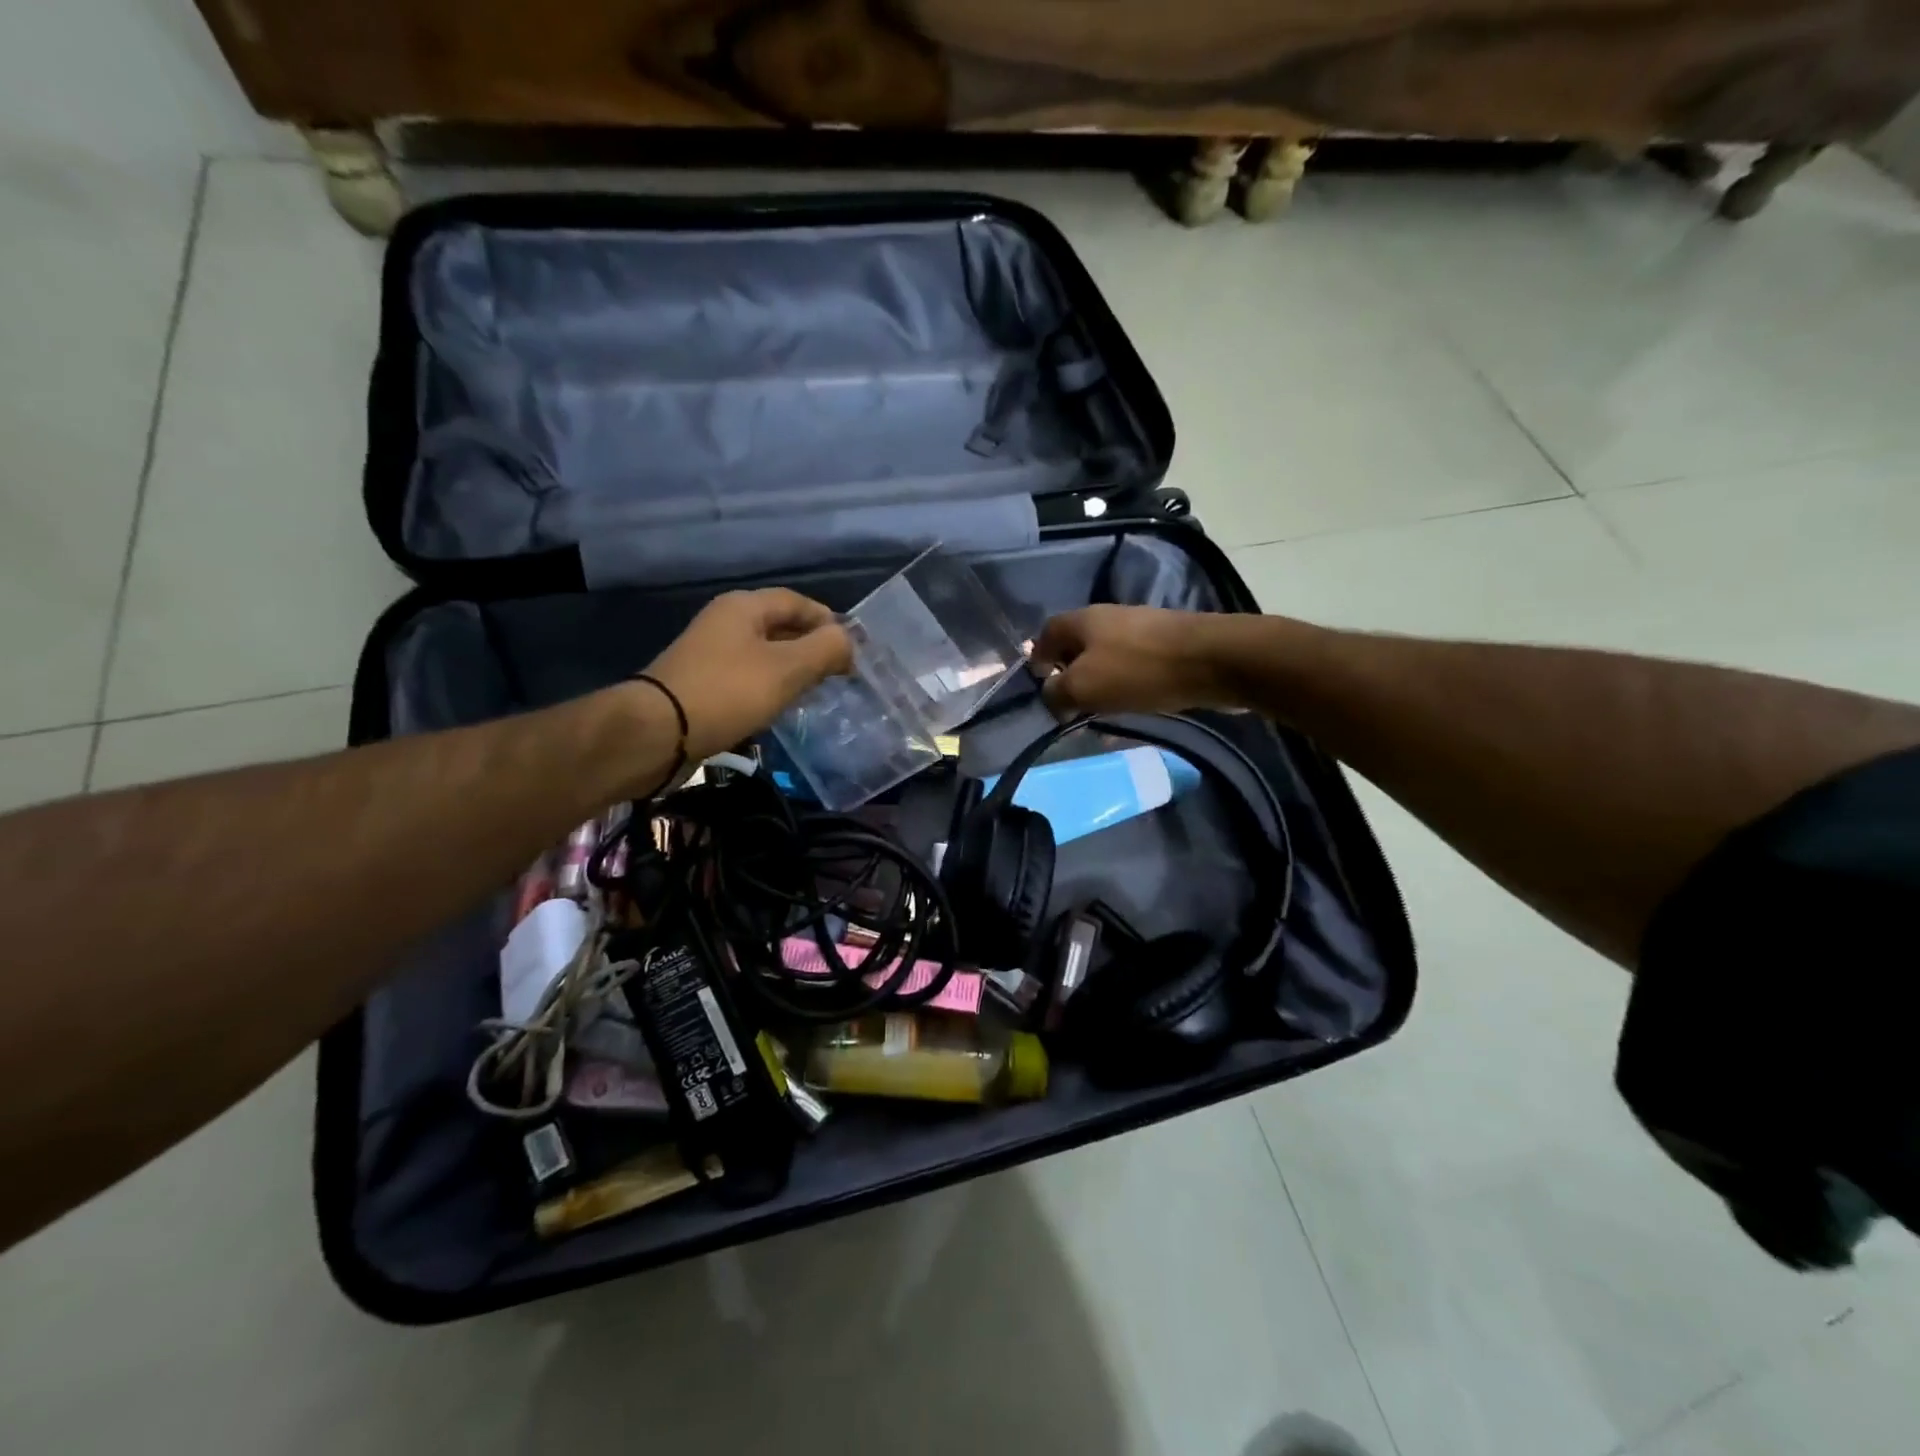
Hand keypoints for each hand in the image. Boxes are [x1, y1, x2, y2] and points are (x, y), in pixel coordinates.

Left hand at [644, 589, 852, 759]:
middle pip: (780, 626)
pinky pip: (746, 676)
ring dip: (791, 669)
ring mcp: (709, 653)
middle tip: (838, 672)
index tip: (853, 649)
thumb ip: (825, 650)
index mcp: (744, 607)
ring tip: (815, 691)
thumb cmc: (728, 692)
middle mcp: (725, 621)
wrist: (657, 732)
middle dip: (812, 646)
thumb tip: (847, 642)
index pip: (798, 602)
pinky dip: (769, 686)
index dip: (828, 621)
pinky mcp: (701, 682)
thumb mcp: (787, 669)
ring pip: (764, 653)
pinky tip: (779, 706)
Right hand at [1030, 605, 1238, 717]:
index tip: (1039, 684)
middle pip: (1078, 644)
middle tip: (1069, 702)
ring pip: (1107, 656)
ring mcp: (1141, 628)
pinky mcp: (1167, 644)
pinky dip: (1126, 684)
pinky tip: (1133, 704)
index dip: (1038, 658)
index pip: (1046, 633)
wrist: (1212, 660)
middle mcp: (1109, 617)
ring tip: (1101, 709)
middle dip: (1070, 672)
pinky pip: (1134, 666)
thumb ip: (1056, 692)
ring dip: (1100, 681)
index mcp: (1083, 620)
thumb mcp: (1084, 687)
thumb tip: (1049, 695)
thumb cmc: (1138, 670)